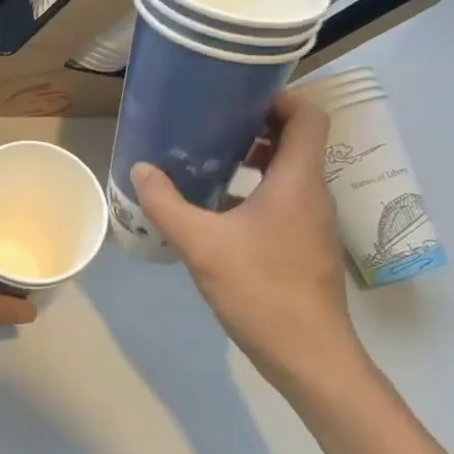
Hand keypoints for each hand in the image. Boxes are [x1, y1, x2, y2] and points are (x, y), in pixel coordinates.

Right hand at [131, 91, 366, 393]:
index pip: (308, 117)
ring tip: (207, 158)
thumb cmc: (262, 291)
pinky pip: (282, 200)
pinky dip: (253, 191)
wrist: (310, 358)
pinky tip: (215, 208)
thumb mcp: (202, 244)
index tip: (237, 95)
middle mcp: (311, 194)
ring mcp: (311, 222)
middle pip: (295, 140)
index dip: (279, 97)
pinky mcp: (303, 245)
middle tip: (210, 122)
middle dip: (255, 125)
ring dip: (252, 158)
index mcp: (297, 181)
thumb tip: (141, 169)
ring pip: (287, 172)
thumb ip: (167, 203)